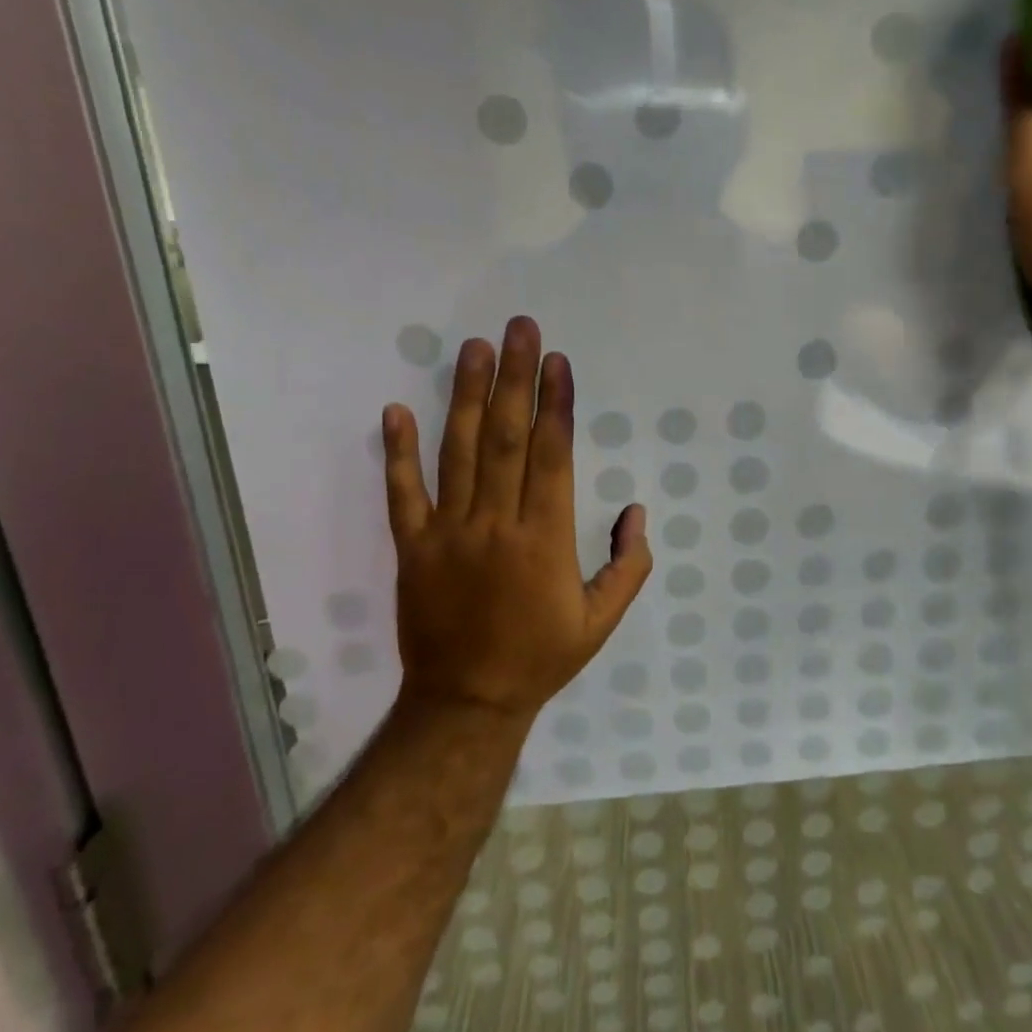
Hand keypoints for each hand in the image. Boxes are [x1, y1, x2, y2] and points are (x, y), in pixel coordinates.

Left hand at [381, 316, 652, 720]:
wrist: (466, 703)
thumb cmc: (541, 657)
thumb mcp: (602, 621)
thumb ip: (628, 565)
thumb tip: (636, 511)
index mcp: (545, 540)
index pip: (552, 456)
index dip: (555, 405)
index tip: (557, 362)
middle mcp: (496, 524)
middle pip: (506, 438)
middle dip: (515, 379)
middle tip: (520, 329)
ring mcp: (449, 533)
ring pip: (458, 452)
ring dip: (466, 397)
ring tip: (474, 348)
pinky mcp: (413, 547)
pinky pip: (403, 493)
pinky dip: (397, 452)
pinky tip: (395, 410)